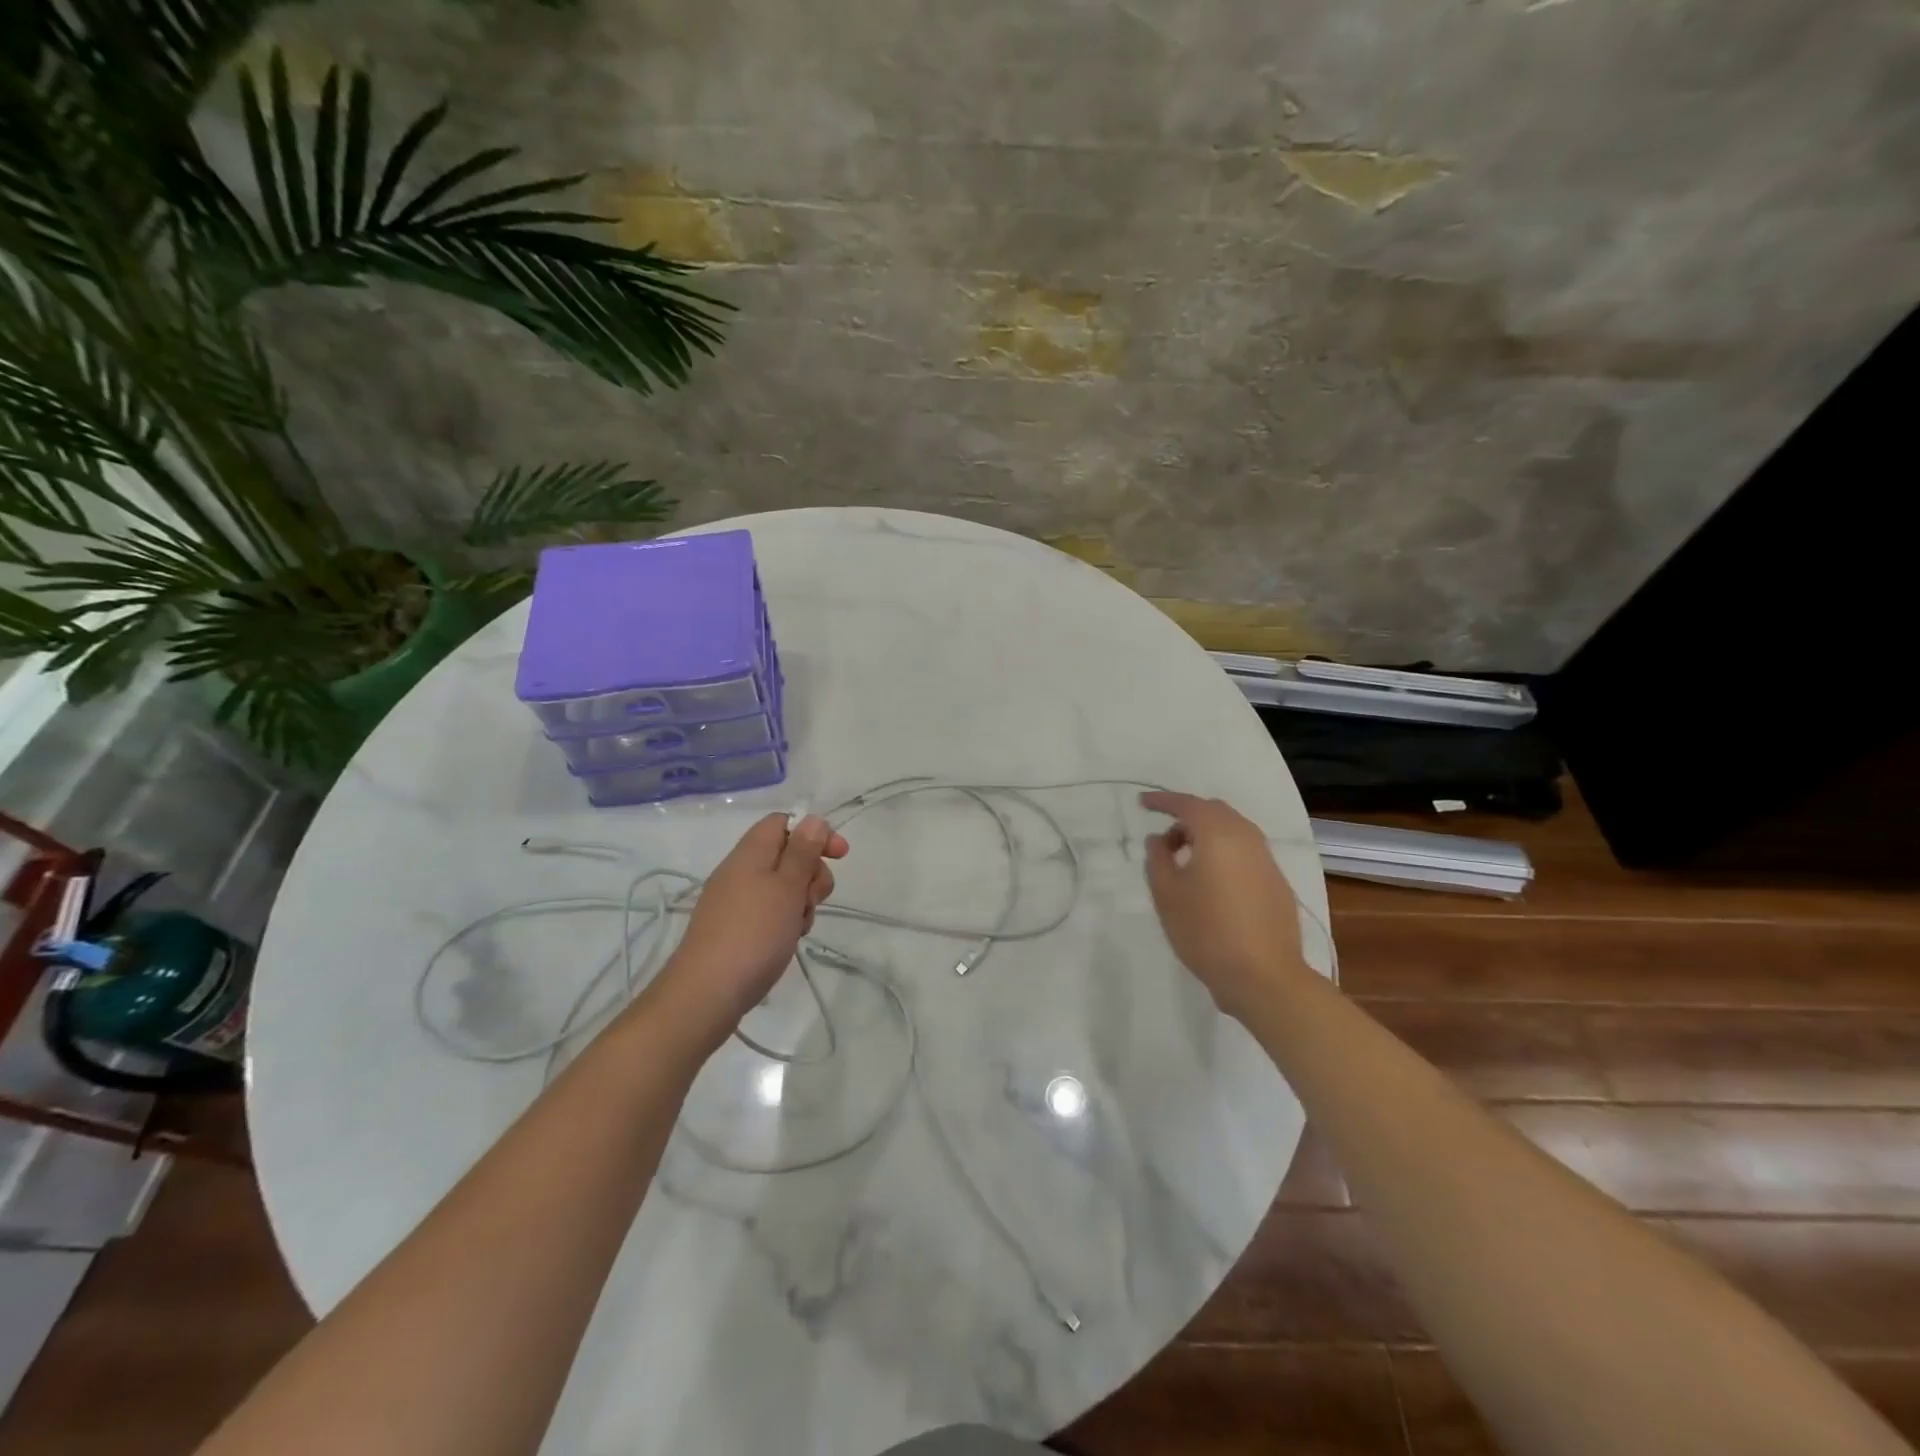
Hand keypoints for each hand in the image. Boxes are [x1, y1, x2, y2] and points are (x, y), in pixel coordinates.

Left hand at [656, 814, 848, 1050]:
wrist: (707, 993)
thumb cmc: (754, 933)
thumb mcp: (787, 887)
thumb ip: (803, 851)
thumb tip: (813, 819)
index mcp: (750, 853)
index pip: (783, 823)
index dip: (814, 833)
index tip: (839, 856)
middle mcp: (739, 871)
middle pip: (787, 855)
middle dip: (811, 874)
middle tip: (813, 900)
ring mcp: (734, 901)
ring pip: (782, 887)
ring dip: (800, 902)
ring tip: (799, 927)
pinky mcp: (734, 928)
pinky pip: (768, 911)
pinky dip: (784, 920)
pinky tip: (787, 941)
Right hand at [1141, 791, 1309, 1021]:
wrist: (1264, 977)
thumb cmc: (1206, 931)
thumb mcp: (1167, 895)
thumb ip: (1157, 859)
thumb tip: (1158, 840)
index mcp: (1218, 834)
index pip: (1187, 804)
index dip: (1162, 801)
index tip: (1142, 803)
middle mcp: (1247, 838)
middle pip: (1214, 812)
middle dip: (1186, 818)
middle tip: (1164, 841)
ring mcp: (1267, 861)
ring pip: (1233, 832)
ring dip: (1206, 837)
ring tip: (1185, 863)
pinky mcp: (1277, 883)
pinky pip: (1245, 853)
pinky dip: (1224, 854)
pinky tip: (1211, 883)